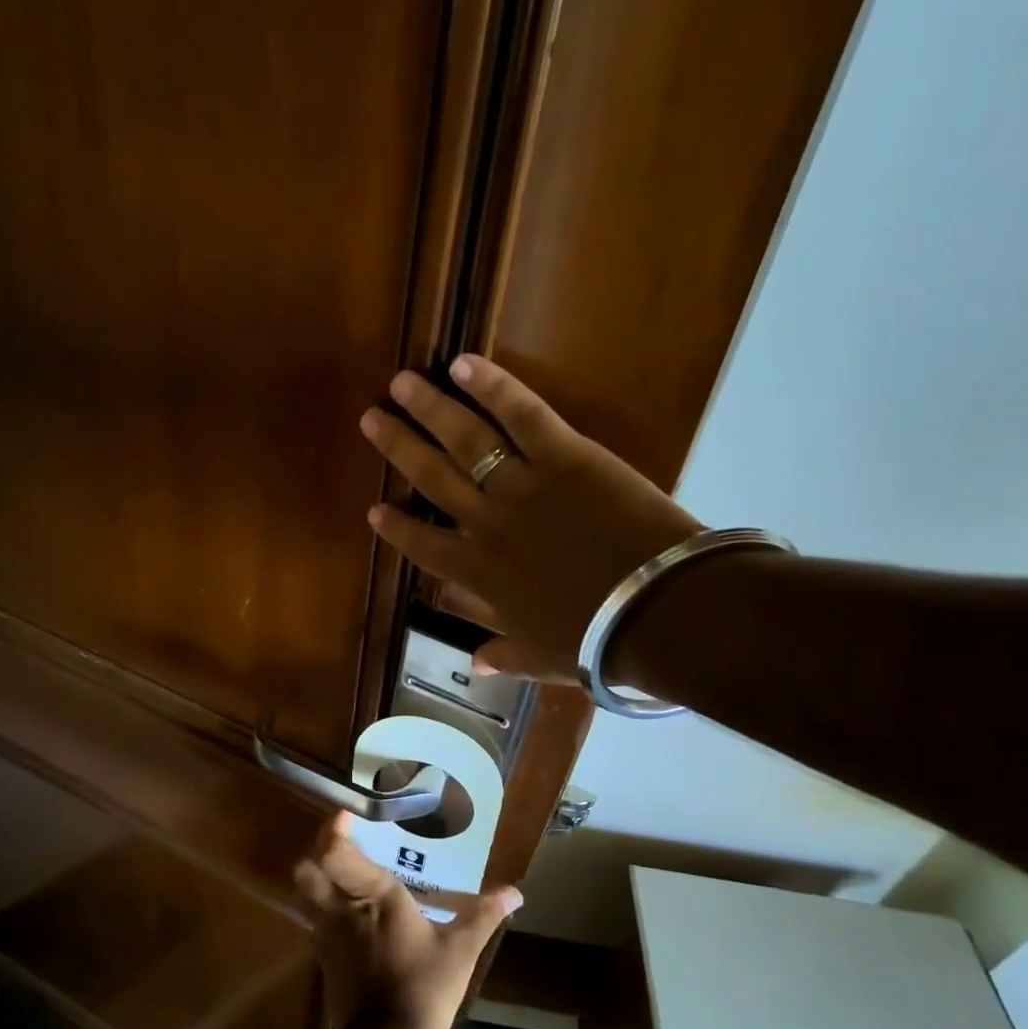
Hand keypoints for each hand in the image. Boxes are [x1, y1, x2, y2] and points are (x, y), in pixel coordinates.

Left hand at [292, 815, 521, 1028]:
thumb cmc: (425, 987)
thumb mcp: (460, 950)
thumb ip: (482, 915)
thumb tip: (515, 893)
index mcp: (374, 895)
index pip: (336, 854)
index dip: (334, 831)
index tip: (345, 816)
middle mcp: (342, 908)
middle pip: (307, 870)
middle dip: (317, 854)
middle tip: (338, 846)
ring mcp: (327, 935)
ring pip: (306, 895)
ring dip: (317, 880)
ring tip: (341, 874)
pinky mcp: (323, 959)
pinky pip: (314, 920)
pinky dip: (323, 909)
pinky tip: (347, 913)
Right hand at [359, 355, 702, 683]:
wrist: (656, 610)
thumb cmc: (597, 639)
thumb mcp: (544, 658)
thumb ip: (505, 655)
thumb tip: (477, 664)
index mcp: (479, 575)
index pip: (423, 546)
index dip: (397, 528)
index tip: (375, 510)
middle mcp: (486, 524)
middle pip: (432, 478)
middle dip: (398, 447)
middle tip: (371, 417)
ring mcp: (522, 486)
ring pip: (465, 440)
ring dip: (429, 409)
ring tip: (402, 382)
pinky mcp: (565, 456)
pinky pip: (522, 414)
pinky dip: (493, 387)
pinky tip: (463, 364)